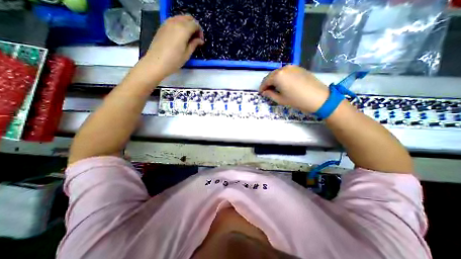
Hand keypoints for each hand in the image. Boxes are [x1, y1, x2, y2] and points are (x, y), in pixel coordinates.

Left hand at [142, 15, 202, 79]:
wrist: (156, 62)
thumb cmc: (174, 60)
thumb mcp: (187, 54)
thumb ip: (194, 44)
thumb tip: (200, 40)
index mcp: (183, 29)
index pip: (195, 24)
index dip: (200, 32)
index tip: (200, 41)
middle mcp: (175, 22)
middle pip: (188, 18)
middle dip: (194, 26)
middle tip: (196, 38)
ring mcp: (167, 23)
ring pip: (180, 18)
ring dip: (186, 25)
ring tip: (188, 37)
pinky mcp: (162, 26)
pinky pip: (173, 21)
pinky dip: (179, 25)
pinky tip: (180, 36)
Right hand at [259, 65, 331, 111]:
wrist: (318, 97)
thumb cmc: (297, 100)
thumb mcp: (280, 99)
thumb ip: (270, 94)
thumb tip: (264, 92)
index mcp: (277, 76)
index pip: (265, 81)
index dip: (262, 87)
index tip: (261, 93)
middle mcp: (283, 68)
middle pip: (271, 75)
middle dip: (267, 83)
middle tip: (267, 91)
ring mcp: (292, 67)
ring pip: (278, 73)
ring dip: (274, 80)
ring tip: (275, 88)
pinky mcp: (298, 68)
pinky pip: (286, 72)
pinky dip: (282, 77)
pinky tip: (284, 83)